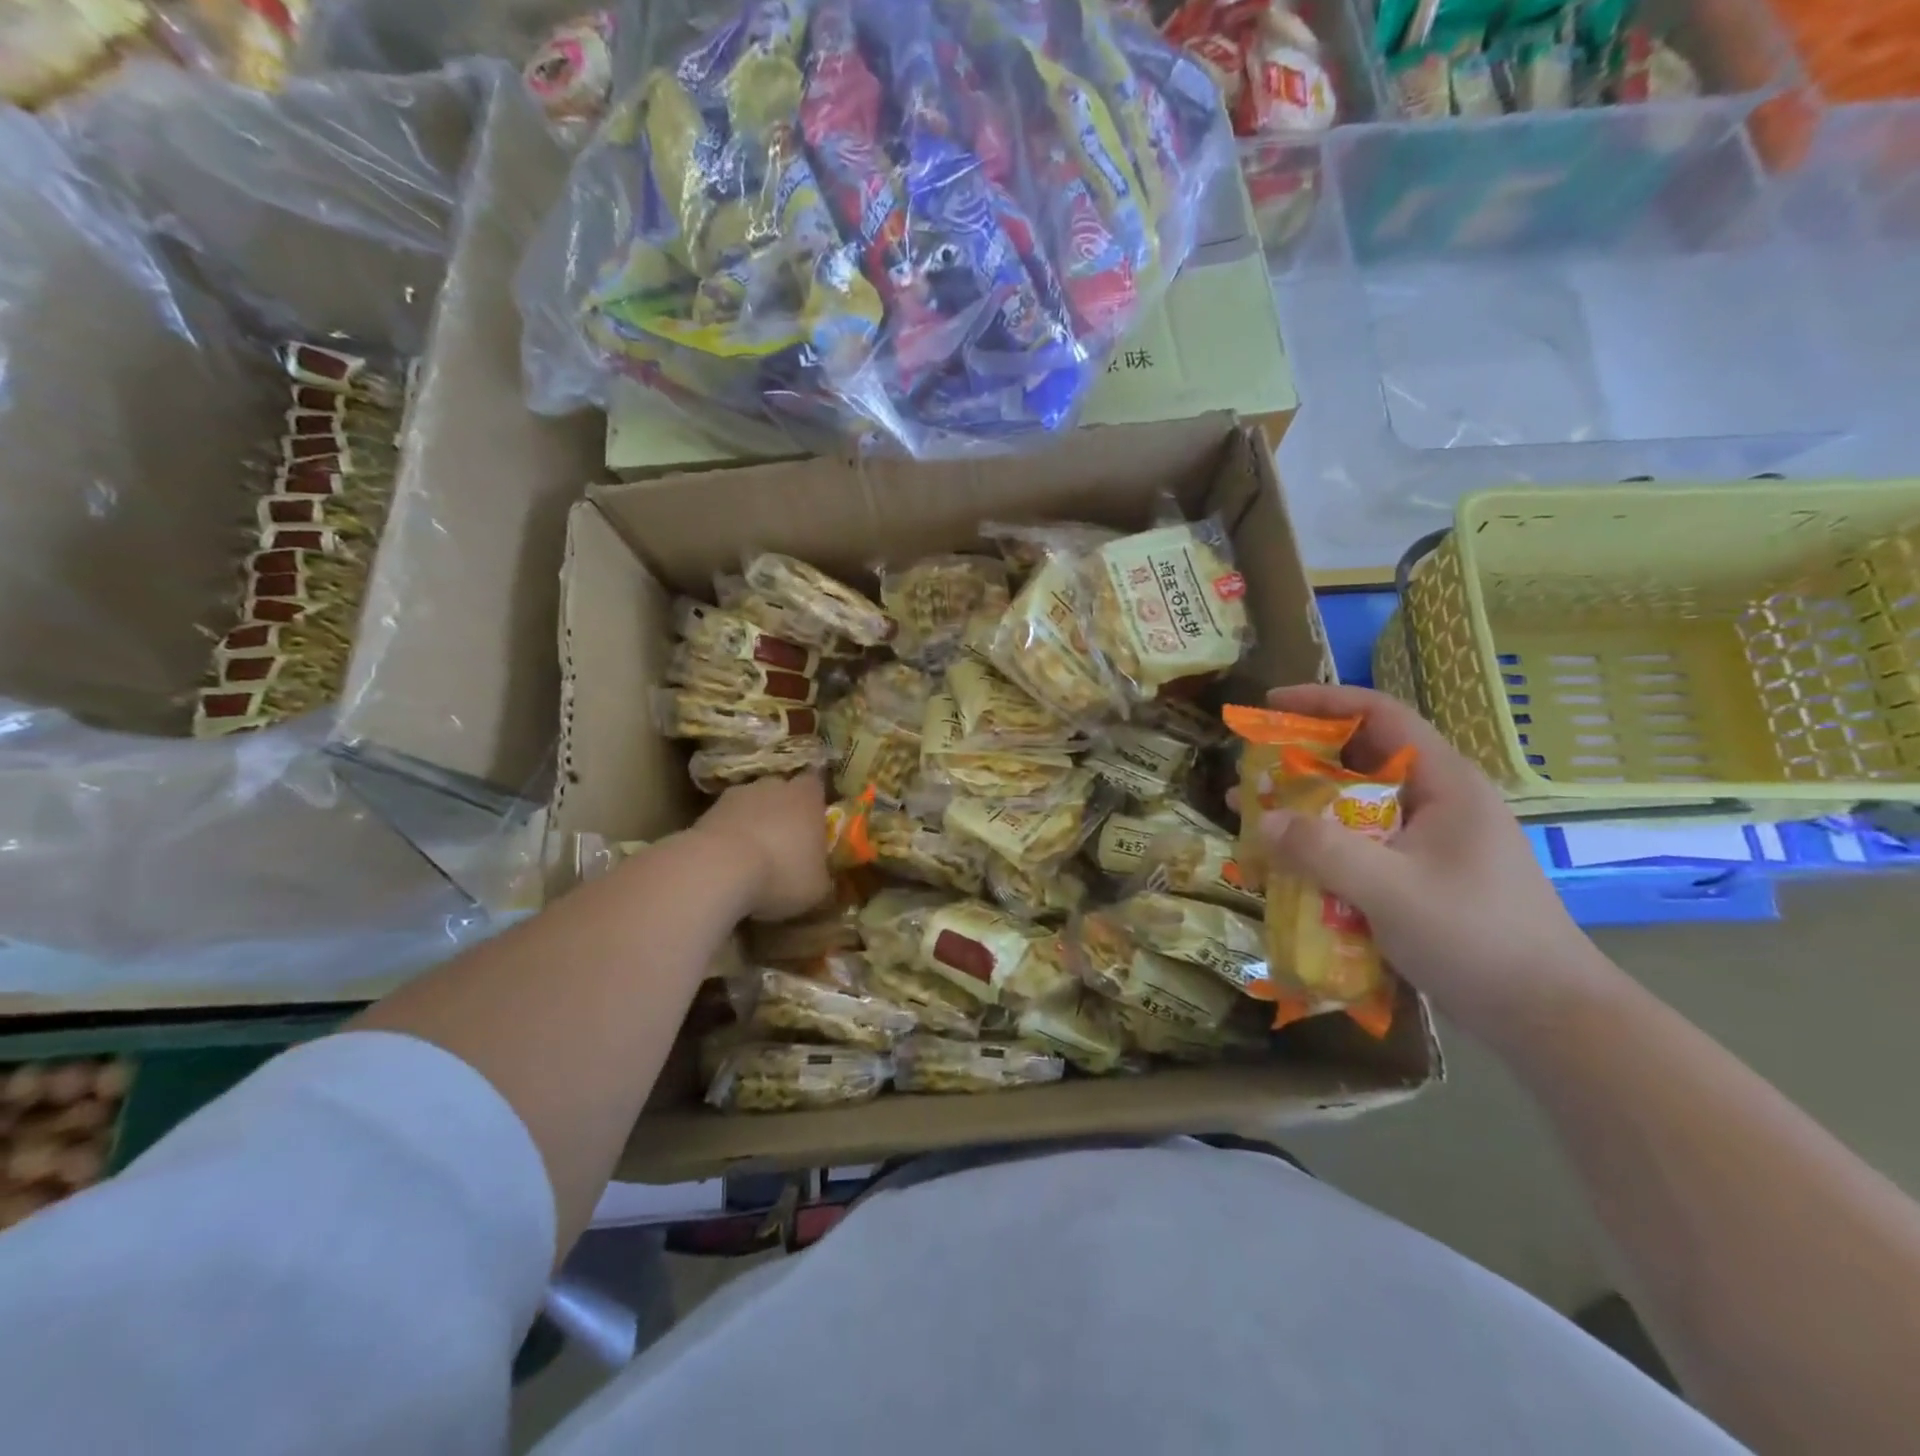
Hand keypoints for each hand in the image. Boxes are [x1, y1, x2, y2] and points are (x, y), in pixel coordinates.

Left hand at [693, 772, 831, 922]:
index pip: (816, 784)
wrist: (718, 870)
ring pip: (750, 806)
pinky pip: (725, 823)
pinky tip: (728, 866)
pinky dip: (728, 839)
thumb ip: (821, 875)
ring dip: (753, 825)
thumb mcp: (817, 888)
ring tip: (752, 858)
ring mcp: (736, 796)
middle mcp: (774, 786)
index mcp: (807, 797)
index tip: (814, 821)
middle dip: (782, 812)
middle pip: (781, 792)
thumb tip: (818, 877)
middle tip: (785, 843)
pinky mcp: (706, 813)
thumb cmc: (782, 873)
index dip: (815, 801)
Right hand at [1253, 684, 1622, 1046]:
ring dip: (1304, 810)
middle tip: (1251, 772)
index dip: (1323, 701)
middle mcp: (1435, 802)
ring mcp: (1428, 841)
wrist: (1545, 1017)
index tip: (1269, 706)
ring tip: (1254, 818)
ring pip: (1354, 807)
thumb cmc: (1478, 939)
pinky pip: (1358, 846)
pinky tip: (1286, 868)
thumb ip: (1324, 852)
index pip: (1381, 715)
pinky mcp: (1418, 876)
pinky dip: (1320, 849)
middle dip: (1300, 762)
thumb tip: (1263, 820)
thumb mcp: (1394, 892)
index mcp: (1444, 784)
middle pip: (1359, 760)